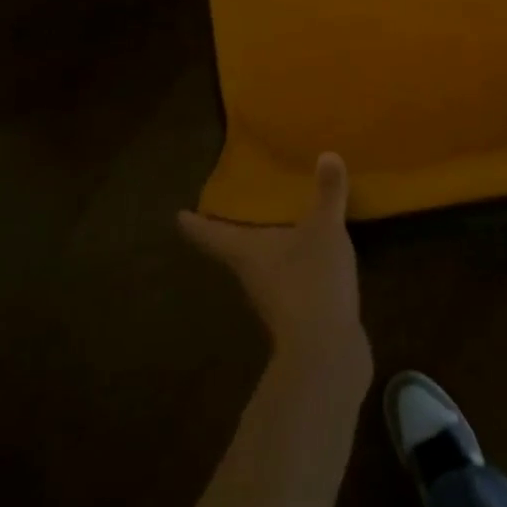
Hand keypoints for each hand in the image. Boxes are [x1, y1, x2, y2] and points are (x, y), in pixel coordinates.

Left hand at [178, 154, 369, 375]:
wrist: (326, 352)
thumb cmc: (311, 281)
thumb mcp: (324, 229)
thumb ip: (327, 193)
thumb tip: (327, 154)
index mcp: (245, 251)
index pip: (210, 235)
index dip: (194, 224)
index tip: (179, 215)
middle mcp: (251, 274)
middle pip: (233, 248)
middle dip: (234, 228)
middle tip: (236, 205)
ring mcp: (272, 298)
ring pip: (261, 264)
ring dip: (265, 245)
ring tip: (276, 222)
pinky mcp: (296, 314)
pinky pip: (288, 277)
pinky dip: (292, 261)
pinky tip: (310, 253)